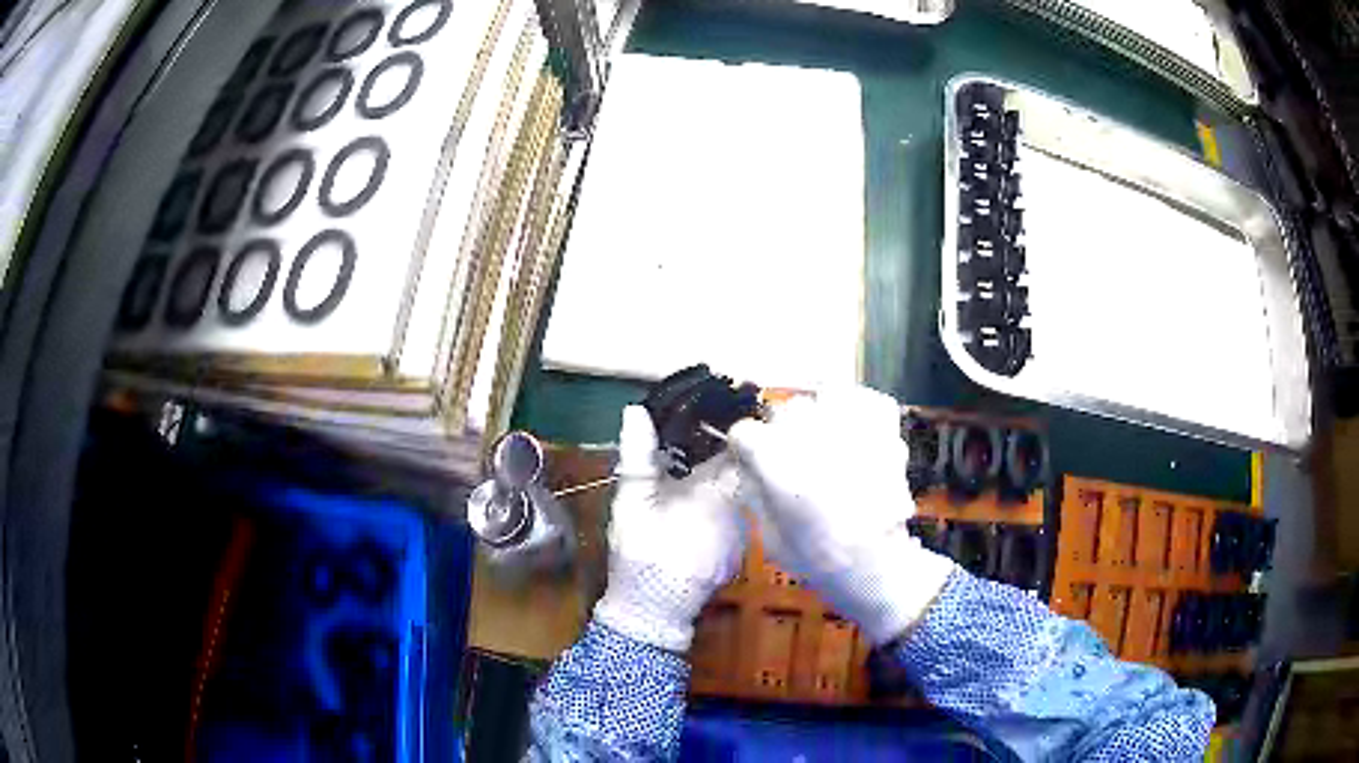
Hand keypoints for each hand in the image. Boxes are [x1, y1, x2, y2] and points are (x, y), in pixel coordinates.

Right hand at [593, 406, 745, 651]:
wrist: (651, 611)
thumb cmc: (639, 554)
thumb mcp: (631, 502)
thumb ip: (637, 455)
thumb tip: (636, 411)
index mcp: (716, 493)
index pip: (738, 451)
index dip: (729, 429)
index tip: (713, 412)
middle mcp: (740, 511)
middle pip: (742, 470)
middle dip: (725, 451)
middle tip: (701, 432)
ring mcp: (743, 533)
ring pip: (741, 493)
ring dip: (724, 477)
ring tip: (700, 459)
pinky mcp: (739, 550)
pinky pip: (738, 515)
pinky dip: (724, 503)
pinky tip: (702, 502)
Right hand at [729, 387, 955, 644]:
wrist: (875, 564)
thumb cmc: (816, 558)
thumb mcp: (767, 533)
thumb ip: (754, 493)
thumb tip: (750, 469)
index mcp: (772, 458)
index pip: (744, 432)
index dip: (745, 449)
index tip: (751, 462)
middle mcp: (808, 431)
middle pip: (785, 411)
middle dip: (783, 432)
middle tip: (793, 458)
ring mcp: (850, 425)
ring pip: (825, 395)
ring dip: (821, 414)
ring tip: (826, 437)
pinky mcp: (883, 427)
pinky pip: (866, 399)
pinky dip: (859, 408)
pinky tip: (855, 426)